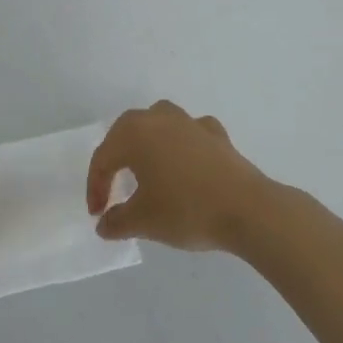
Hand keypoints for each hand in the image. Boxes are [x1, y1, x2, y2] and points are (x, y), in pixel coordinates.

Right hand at [86, 100, 271, 251]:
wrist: (247, 209)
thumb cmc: (186, 210)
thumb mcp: (143, 221)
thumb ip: (117, 221)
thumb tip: (104, 224)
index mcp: (134, 134)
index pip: (103, 158)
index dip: (96, 187)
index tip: (97, 214)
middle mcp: (158, 118)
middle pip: (125, 132)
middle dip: (115, 159)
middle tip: (113, 188)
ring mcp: (189, 122)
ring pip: (157, 122)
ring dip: (146, 141)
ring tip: (145, 166)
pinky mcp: (215, 133)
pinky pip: (188, 132)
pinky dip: (181, 143)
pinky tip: (185, 160)